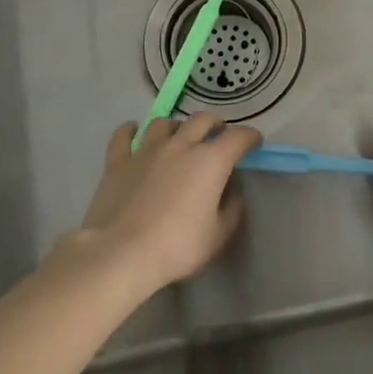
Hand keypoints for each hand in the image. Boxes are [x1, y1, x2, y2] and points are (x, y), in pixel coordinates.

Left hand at [73, 113, 259, 295]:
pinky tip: (133, 132)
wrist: (121, 253)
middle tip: (218, 135)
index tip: (254, 142)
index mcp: (210, 161)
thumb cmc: (177, 246)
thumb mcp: (218, 236)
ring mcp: (146, 150)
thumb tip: (231, 192)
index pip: (237, 138)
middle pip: (201, 120)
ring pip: (164, 123)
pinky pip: (123, 136)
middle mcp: (180, 145)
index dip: (249, 137)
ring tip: (178, 136)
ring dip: (176, 126)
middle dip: (215, 124)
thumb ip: (231, 209)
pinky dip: (131, 131)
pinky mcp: (118, 162)